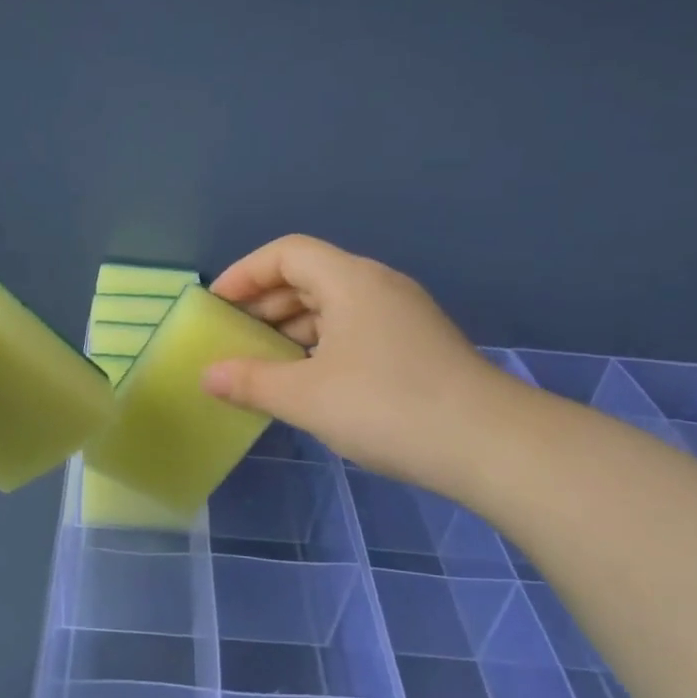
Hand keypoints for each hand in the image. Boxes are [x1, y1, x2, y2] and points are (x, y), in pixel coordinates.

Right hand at [202, 235, 514, 490]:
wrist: (489, 444)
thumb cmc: (386, 407)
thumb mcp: (306, 397)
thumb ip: (251, 382)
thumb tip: (208, 376)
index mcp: (351, 281)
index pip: (287, 253)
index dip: (245, 273)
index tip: (216, 305)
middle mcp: (378, 286)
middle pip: (310, 276)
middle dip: (265, 303)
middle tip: (233, 336)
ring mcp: (403, 316)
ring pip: (334, 306)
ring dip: (293, 328)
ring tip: (264, 363)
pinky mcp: (417, 346)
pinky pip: (355, 330)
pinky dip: (322, 346)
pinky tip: (309, 382)